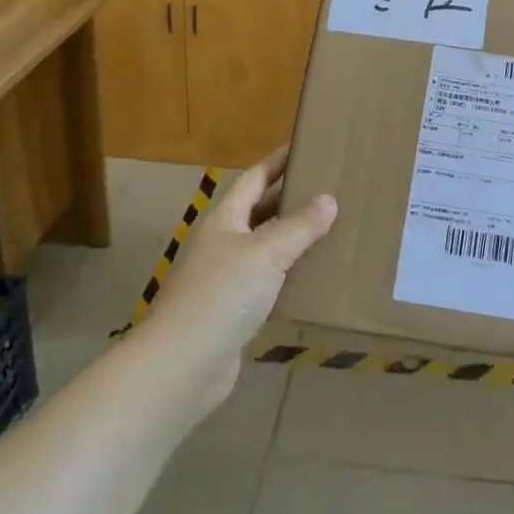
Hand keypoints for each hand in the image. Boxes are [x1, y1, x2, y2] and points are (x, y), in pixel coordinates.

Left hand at [139, 147, 336, 409]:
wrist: (182, 366)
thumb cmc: (222, 295)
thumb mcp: (267, 253)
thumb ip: (299, 226)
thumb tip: (329, 199)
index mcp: (225, 219)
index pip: (254, 178)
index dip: (278, 162)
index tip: (305, 147)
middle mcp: (223, 243)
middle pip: (259, 211)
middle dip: (289, 197)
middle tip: (329, 186)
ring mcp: (226, 279)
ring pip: (265, 248)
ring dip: (293, 237)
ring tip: (331, 227)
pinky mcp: (234, 312)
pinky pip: (268, 282)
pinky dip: (290, 275)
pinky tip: (315, 276)